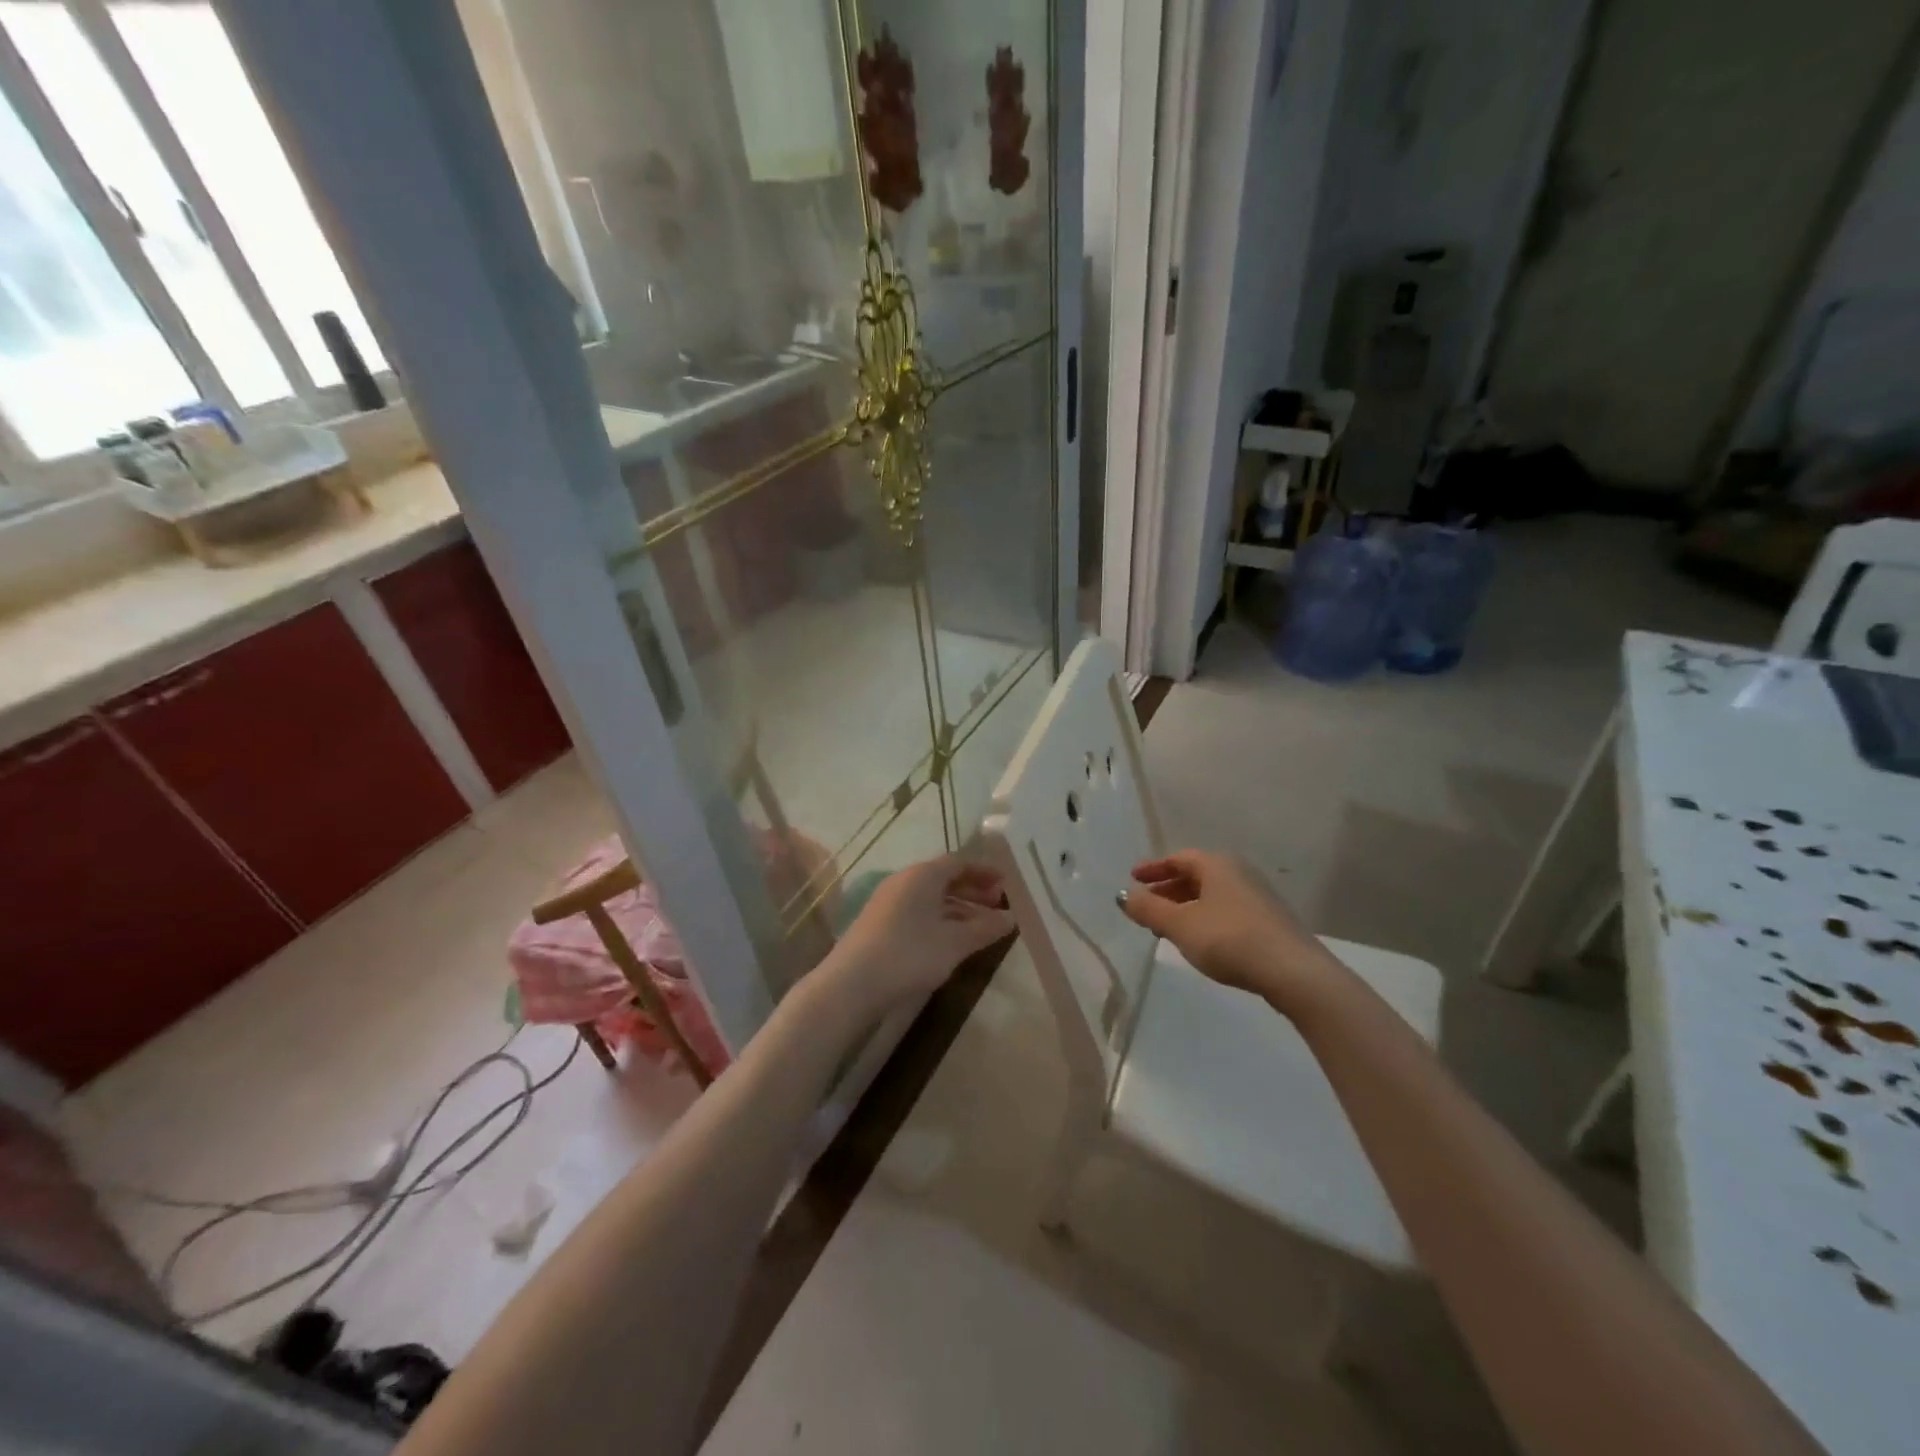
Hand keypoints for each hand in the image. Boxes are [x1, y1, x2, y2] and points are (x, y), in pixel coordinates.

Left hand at [826, 854, 1015, 1011]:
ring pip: (931, 897)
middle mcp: (904, 881)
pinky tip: (951, 941)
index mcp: (922, 875)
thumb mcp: (954, 943)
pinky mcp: (880, 924)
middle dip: (973, 890)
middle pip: (944, 878)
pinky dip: (940, 920)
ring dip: (958, 908)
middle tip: (997, 906)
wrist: (851, 985)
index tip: (1006, 885)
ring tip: (981, 928)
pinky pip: (918, 912)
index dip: (984, 871)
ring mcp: (888, 902)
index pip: (959, 862)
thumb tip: (1011, 918)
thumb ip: (984, 928)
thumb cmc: (909, 954)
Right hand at [1119, 850, 1343, 1015]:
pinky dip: (1205, 918)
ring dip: (1186, 907)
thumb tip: (1123, 896)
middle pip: (1196, 875)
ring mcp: (1257, 896)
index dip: (1154, 868)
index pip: (1178, 858)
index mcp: (1217, 864)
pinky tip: (1199, 940)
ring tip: (1167, 928)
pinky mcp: (1269, 921)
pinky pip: (1226, 910)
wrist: (1292, 971)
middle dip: (1168, 890)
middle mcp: (1239, 872)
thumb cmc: (1229, 939)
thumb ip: (1149, 910)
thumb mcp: (1180, 925)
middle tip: (1147, 906)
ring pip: (1211, 895)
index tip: (1133, 878)